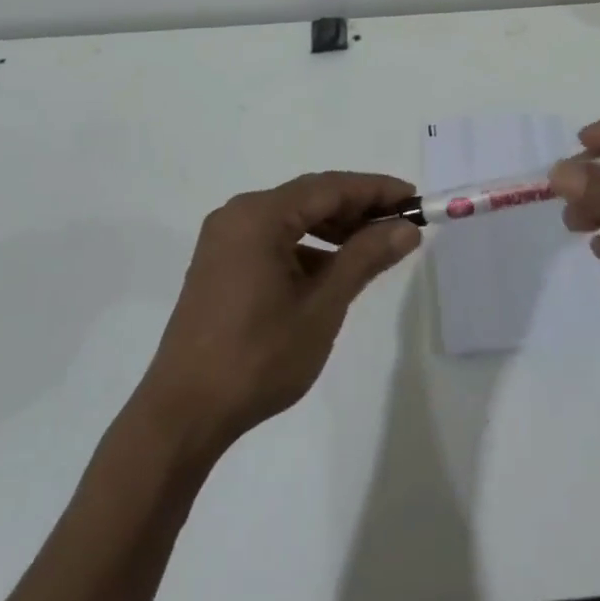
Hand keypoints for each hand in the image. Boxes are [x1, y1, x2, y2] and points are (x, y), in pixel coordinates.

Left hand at [137, 172, 420, 454]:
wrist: (184, 413)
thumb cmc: (259, 356)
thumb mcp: (322, 306)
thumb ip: (365, 258)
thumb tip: (406, 228)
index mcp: (259, 216)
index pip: (330, 187)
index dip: (376, 190)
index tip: (415, 199)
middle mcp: (238, 215)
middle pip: (309, 197)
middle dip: (357, 207)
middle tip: (401, 223)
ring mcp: (225, 239)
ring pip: (292, 217)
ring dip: (333, 227)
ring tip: (374, 244)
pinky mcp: (220, 263)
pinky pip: (273, 239)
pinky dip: (307, 246)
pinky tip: (332, 268)